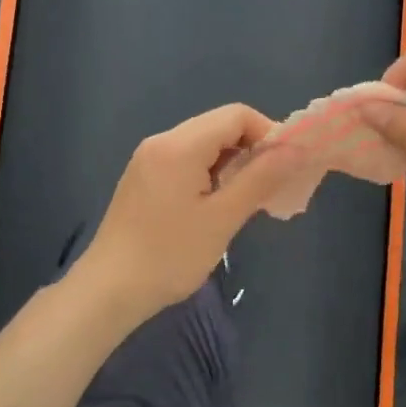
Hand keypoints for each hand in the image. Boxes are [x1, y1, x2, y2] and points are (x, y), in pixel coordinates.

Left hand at [74, 104, 289, 323]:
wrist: (108, 291)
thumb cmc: (170, 255)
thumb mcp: (223, 218)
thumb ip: (261, 178)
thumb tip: (297, 149)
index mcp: (180, 145)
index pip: (237, 115)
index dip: (269, 133)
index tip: (287, 166)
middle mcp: (162, 141)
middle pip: (220, 126)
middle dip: (253, 148)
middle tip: (273, 185)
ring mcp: (148, 159)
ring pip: (204, 144)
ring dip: (233, 162)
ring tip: (249, 198)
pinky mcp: (143, 178)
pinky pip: (187, 160)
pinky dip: (211, 172)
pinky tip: (218, 204)